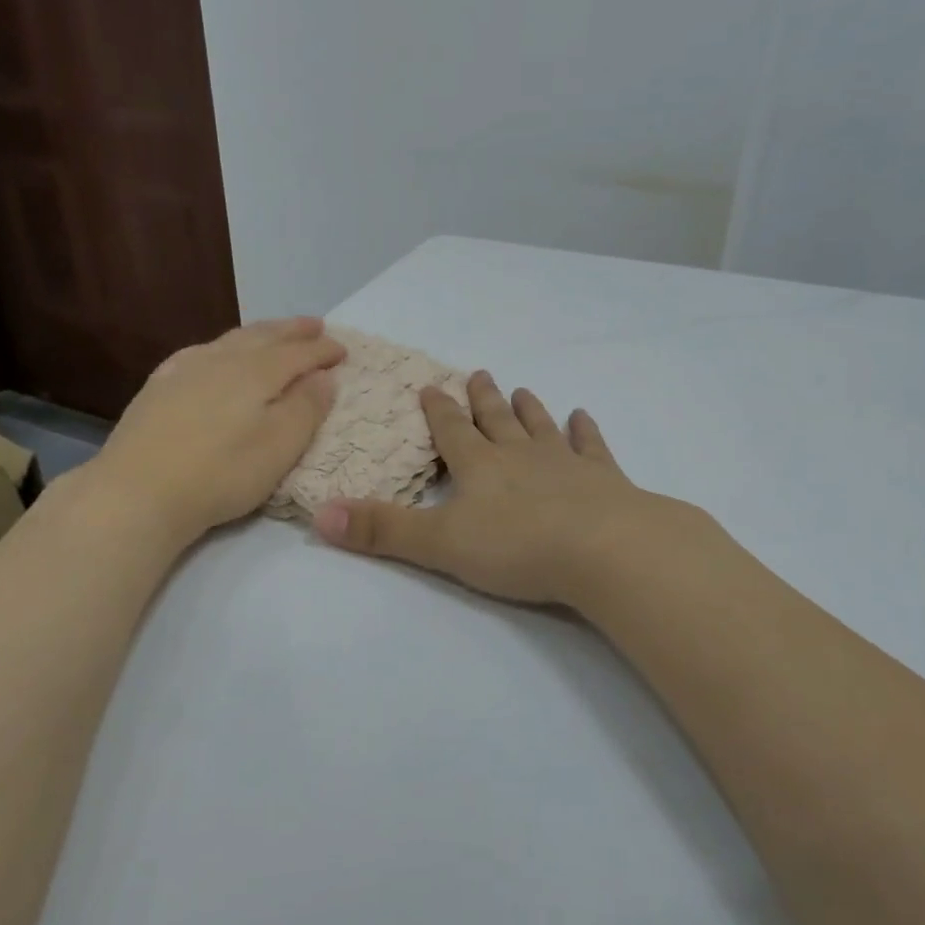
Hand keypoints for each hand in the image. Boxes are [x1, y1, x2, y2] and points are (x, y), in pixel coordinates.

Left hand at [74, 317, 343, 546]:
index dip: (323, 350)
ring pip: (231, 340)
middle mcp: (222, 360)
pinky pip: (199, 351)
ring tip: (273, 332)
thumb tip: (324, 376)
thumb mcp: (279, 447)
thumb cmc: (221, 473)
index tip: (343, 350)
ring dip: (259, 333)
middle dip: (293, 331)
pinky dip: (221, 346)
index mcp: (257, 372)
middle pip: (264, 336)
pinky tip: (215, 353)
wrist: (138, 491)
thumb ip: (307, 408)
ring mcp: (185, 369)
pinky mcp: (159, 386)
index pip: (299, 353)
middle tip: (314, 325)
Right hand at [312, 370, 689, 607]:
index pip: (452, 431)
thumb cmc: (516, 547)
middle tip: (480, 374)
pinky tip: (583, 417)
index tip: (430, 386)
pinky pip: (591, 447)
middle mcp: (520, 455)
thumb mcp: (440, 544)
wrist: (603, 550)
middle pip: (496, 420)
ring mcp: (564, 463)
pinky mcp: (604, 479)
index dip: (438, 410)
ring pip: (540, 427)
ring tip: (521, 389)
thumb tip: (321, 514)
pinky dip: (585, 431)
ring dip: (529, 409)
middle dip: (483, 400)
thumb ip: (383, 530)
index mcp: (480, 467)